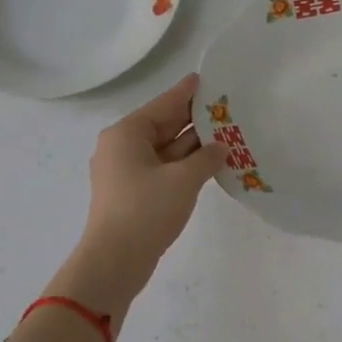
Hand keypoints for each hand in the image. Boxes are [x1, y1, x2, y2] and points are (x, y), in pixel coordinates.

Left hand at [75, 74, 224, 286]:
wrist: (114, 262)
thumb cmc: (146, 210)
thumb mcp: (184, 179)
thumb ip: (206, 157)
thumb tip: (221, 148)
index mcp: (127, 133)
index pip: (163, 104)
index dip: (187, 92)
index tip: (207, 79)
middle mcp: (123, 147)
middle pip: (164, 125)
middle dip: (194, 119)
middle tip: (226, 107)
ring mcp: (126, 171)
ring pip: (166, 148)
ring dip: (193, 144)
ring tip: (227, 133)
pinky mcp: (133, 193)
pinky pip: (163, 168)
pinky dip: (185, 164)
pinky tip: (211, 162)